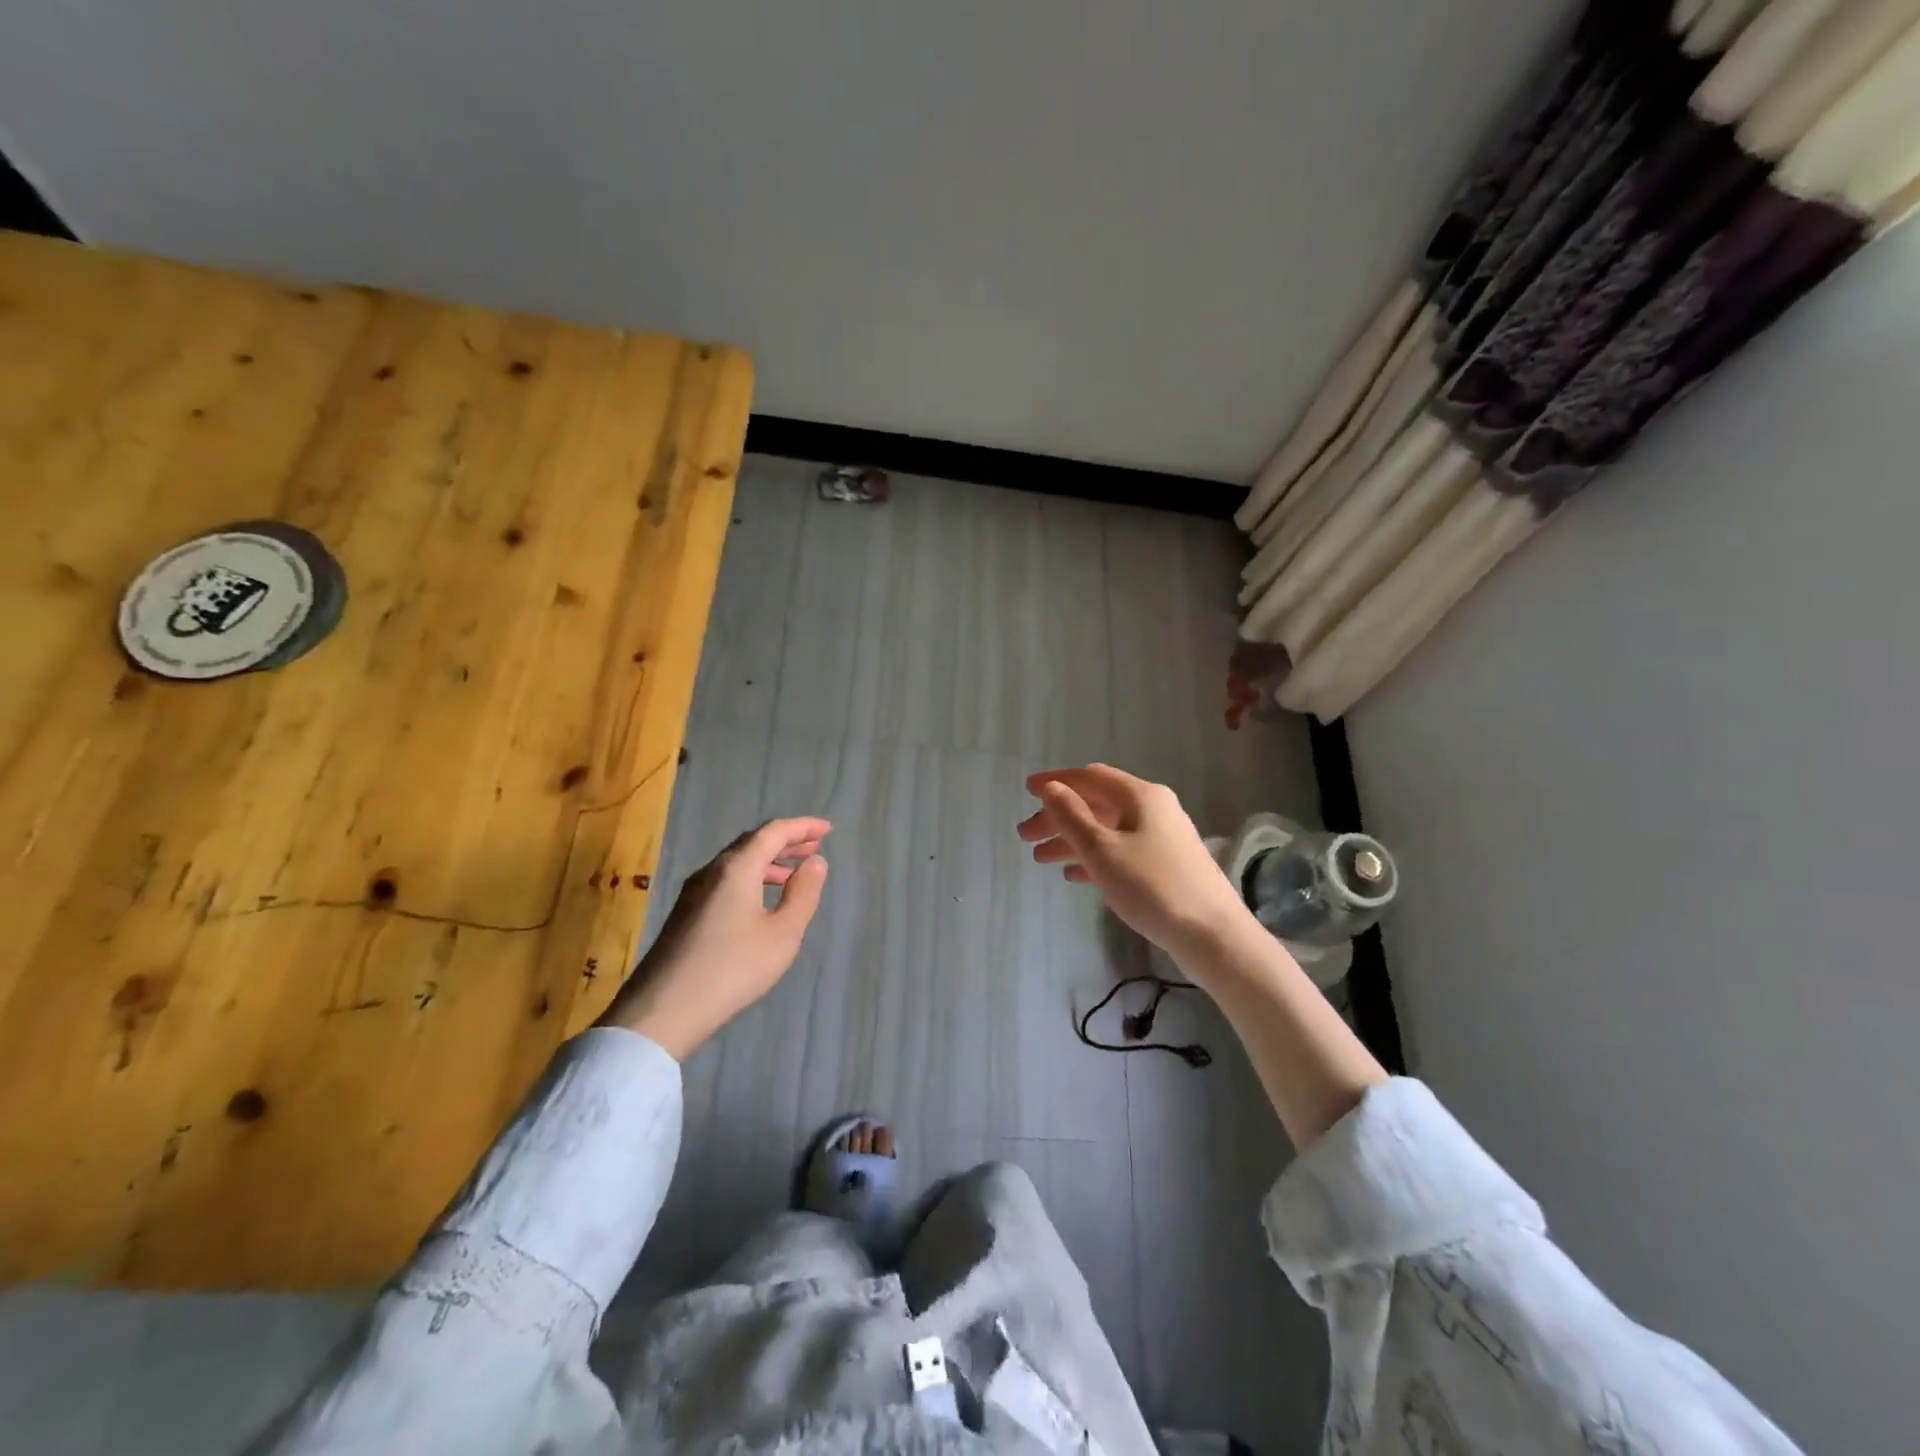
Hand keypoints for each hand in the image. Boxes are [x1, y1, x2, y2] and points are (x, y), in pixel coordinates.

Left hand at [600, 817, 830, 1058]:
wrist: (664, 1010)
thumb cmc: (733, 968)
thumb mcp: (782, 934)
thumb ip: (803, 894)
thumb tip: (815, 862)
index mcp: (737, 868)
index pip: (774, 832)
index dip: (803, 827)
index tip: (828, 829)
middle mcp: (712, 871)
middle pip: (752, 843)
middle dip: (785, 842)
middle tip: (814, 847)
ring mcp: (693, 892)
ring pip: (736, 863)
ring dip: (768, 862)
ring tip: (792, 875)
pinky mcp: (685, 914)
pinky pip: (725, 880)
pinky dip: (750, 879)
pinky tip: (759, 902)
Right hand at [1017, 765, 1251, 967]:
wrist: (1213, 935)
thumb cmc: (1153, 886)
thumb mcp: (1103, 850)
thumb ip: (1072, 817)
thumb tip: (1051, 788)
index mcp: (1140, 795)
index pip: (1090, 777)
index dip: (1056, 782)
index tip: (1026, 791)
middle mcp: (1153, 808)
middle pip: (1096, 804)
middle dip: (1058, 817)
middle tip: (1025, 837)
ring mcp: (1162, 837)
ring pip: (1106, 830)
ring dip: (1072, 840)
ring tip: (1041, 860)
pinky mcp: (1166, 865)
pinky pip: (1120, 851)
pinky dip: (1094, 858)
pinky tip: (1073, 875)